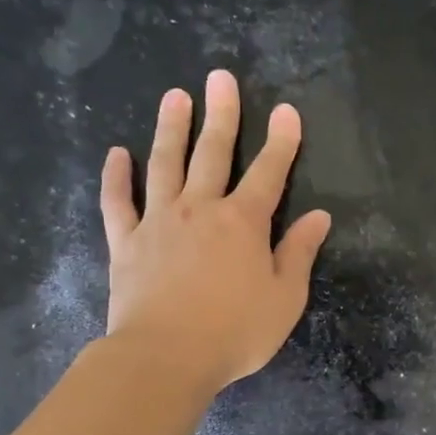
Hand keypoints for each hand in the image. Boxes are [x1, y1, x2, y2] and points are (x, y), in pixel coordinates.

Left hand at [99, 69, 330, 392]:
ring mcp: (158, 222)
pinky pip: (117, 202)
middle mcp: (200, 209)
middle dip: (221, 115)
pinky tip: (116, 154)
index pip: (269, 173)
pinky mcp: (126, 242)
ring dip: (171, 128)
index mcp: (244, 223)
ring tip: (175, 95)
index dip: (281, 142)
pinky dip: (116, 177)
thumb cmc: (235, 331)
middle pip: (213, 153)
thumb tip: (319, 217)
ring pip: (165, 164)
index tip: (286, 111)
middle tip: (220, 77)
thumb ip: (299, 253)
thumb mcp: (285, 298)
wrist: (166, 357)